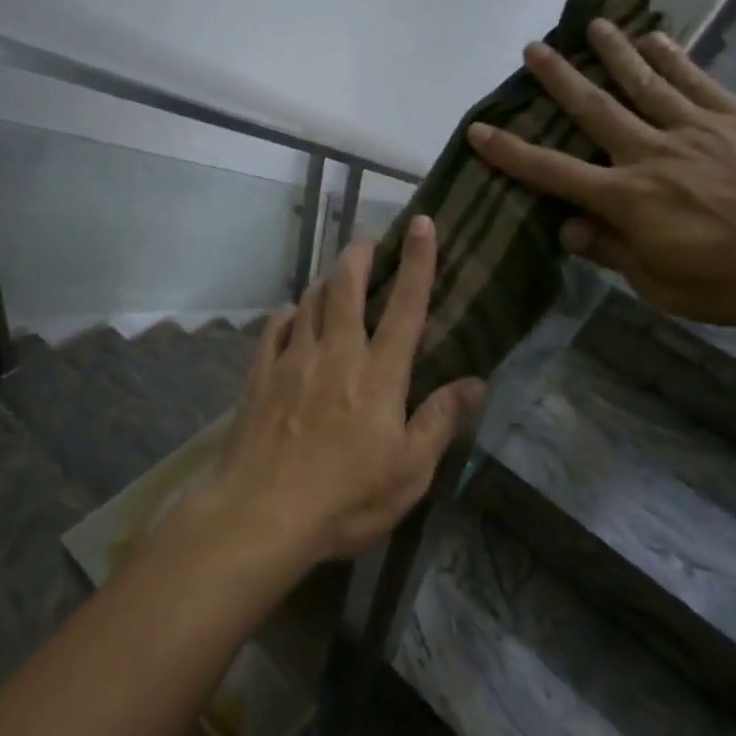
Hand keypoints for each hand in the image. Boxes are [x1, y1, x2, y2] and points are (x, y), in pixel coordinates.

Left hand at [212, 216, 485, 565]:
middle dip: (360, 254)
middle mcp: (336, 352)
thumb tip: (476, 382)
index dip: (418, 262)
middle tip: (369, 238)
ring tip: (336, 272)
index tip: (423, 224)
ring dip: (326, 279)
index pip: (405, 306)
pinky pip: (275, 328)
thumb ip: (440, 421)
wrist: (262, 512)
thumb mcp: (410, 472)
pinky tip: (292, 314)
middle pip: (346, 287)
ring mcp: (293, 359)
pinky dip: (288, 313)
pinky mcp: (260, 373)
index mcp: (378, 374)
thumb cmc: (346, 498)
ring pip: (310, 301)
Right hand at [466, 21, 735, 325]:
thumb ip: (614, 254)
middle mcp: (651, 154)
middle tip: (531, 50)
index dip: (511, 153)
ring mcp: (696, 128)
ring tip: (589, 26)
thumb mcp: (667, 288)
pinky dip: (672, 57)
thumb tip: (568, 230)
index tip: (478, 129)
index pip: (554, 173)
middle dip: (558, 80)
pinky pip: (696, 80)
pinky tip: (656, 38)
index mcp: (628, 200)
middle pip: (594, 110)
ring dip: (612, 54)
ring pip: (642, 83)